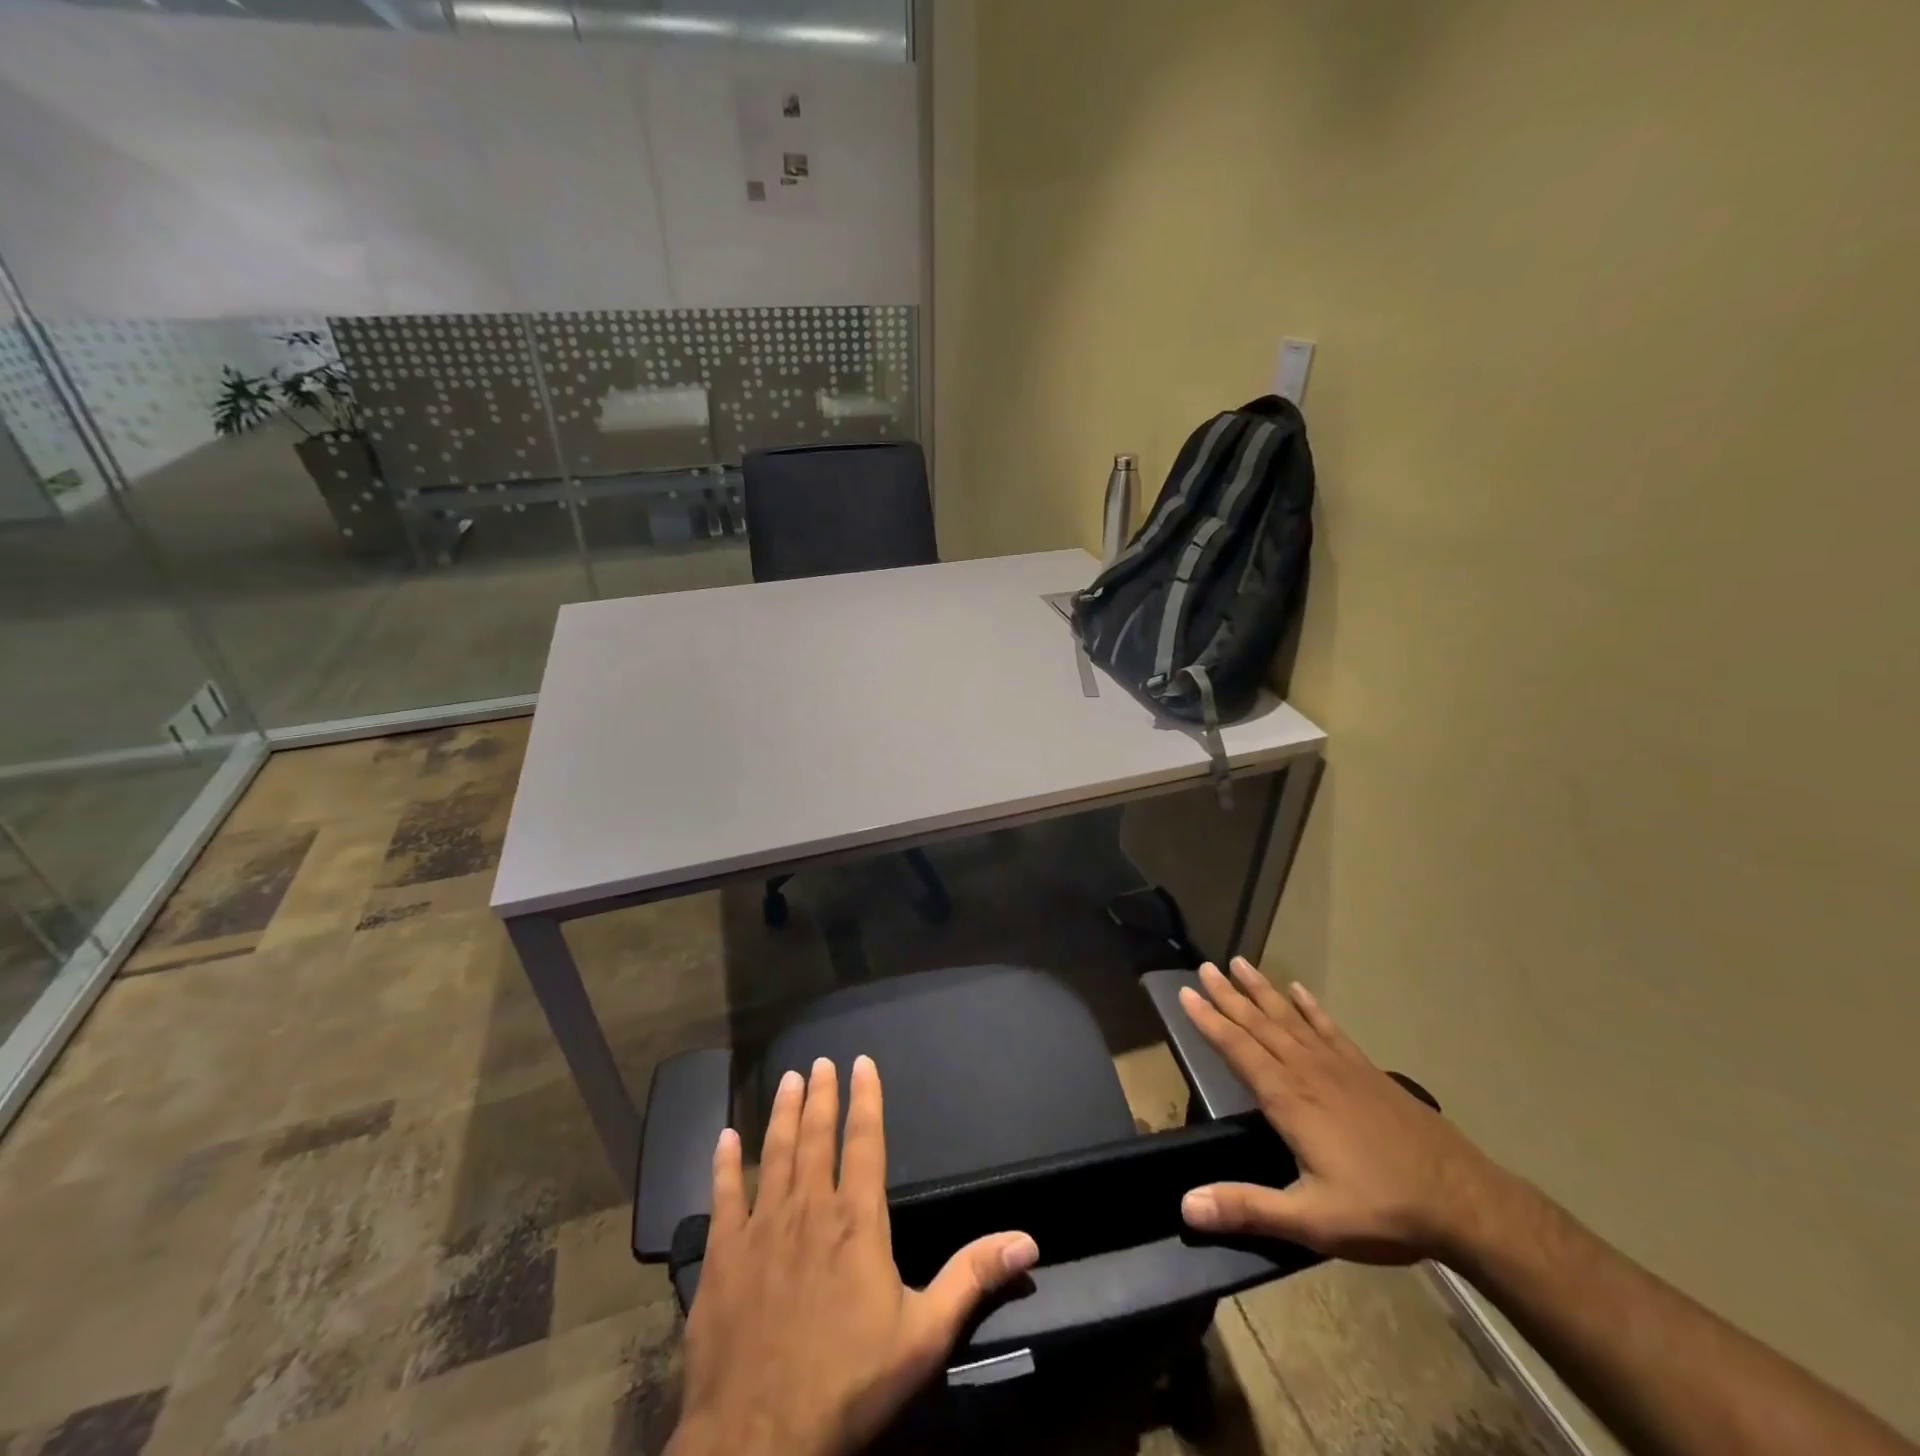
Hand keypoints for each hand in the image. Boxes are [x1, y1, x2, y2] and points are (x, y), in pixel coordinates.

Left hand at [669, 1055, 1039, 1455]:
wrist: (758, 1438)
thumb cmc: (849, 1383)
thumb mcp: (924, 1336)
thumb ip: (972, 1279)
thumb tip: (1027, 1240)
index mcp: (856, 1220)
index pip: (864, 1141)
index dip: (865, 1099)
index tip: (861, 1063)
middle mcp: (808, 1208)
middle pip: (817, 1137)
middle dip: (821, 1096)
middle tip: (820, 1062)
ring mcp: (760, 1228)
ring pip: (774, 1154)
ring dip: (782, 1115)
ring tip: (788, 1081)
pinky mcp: (722, 1255)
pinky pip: (723, 1196)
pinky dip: (723, 1164)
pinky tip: (722, 1138)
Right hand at [1178, 957, 1507, 1264]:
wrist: (1464, 1202)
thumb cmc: (1382, 1209)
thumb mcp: (1312, 1220)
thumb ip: (1248, 1208)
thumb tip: (1186, 1205)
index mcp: (1289, 1099)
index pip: (1237, 1048)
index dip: (1208, 1020)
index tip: (1184, 992)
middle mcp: (1308, 1071)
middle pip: (1259, 1024)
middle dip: (1228, 995)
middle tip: (1203, 967)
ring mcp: (1340, 1066)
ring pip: (1290, 1018)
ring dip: (1262, 990)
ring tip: (1239, 963)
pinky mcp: (1366, 1070)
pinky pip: (1330, 1028)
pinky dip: (1311, 1007)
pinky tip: (1299, 990)